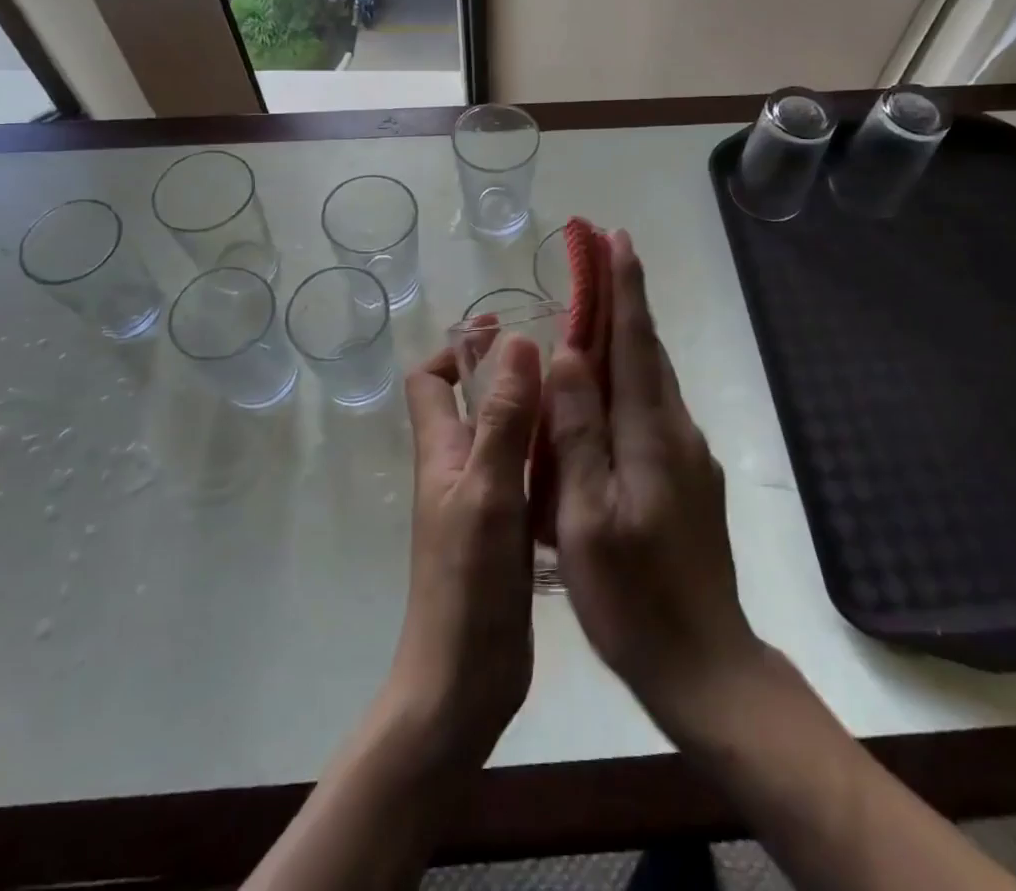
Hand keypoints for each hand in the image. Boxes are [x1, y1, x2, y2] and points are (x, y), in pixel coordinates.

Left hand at [387, 337, 541, 767]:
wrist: (463, 683)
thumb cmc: (467, 583)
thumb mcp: (489, 492)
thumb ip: (503, 420)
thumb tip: (517, 343)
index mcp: (441, 453)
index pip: (429, 381)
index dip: (457, 350)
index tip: (502, 331)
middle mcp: (457, 469)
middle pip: (472, 403)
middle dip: (509, 373)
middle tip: (563, 356)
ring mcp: (482, 502)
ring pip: (504, 437)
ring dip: (534, 410)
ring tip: (583, 395)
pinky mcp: (506, 531)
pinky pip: (525, 474)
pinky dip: (547, 453)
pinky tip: (585, 453)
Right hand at [546, 231, 764, 727]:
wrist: (705, 664)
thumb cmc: (633, 596)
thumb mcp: (586, 518)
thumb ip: (578, 432)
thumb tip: (569, 355)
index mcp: (651, 433)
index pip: (635, 341)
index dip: (625, 287)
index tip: (616, 239)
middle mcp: (676, 429)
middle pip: (647, 349)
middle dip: (626, 296)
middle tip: (603, 252)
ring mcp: (687, 454)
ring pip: (653, 378)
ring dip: (628, 333)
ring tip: (599, 305)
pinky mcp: (687, 477)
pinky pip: (653, 408)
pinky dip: (631, 377)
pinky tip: (609, 387)